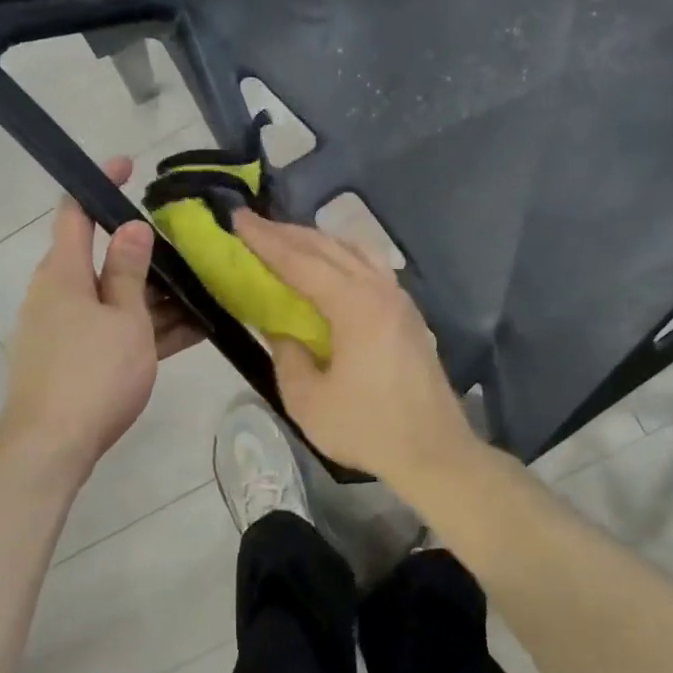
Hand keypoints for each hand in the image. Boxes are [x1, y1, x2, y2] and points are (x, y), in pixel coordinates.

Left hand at [0, 157, 202, 476]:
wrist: (52, 448)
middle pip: (104, 258)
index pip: (75, 212)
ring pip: (117, 298)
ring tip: (207, 288)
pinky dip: (149, 326)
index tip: (129, 167)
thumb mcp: (123, 319)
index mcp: (63, 273)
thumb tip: (131, 226)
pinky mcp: (79, 358)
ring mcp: (68, 329)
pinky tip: (195, 328)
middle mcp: (59, 294)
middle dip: (148, 251)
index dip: (100, 184)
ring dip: (157, 294)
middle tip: (193, 245)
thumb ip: (129, 271)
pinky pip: (117, 330)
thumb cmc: (92, 374)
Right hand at [234, 209, 475, 486]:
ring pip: (355, 252)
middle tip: (253, 223)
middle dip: (288, 233)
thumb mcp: (308, 400)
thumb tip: (281, 330)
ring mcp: (400, 300)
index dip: (266, 240)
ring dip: (318, 242)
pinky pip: (371, 268)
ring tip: (288, 241)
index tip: (238, 219)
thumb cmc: (367, 429)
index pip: (302, 262)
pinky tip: (330, 269)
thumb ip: (287, 356)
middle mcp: (381, 291)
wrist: (434, 452)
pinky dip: (342, 257)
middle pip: (329, 248)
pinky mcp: (409, 315)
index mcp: (355, 306)